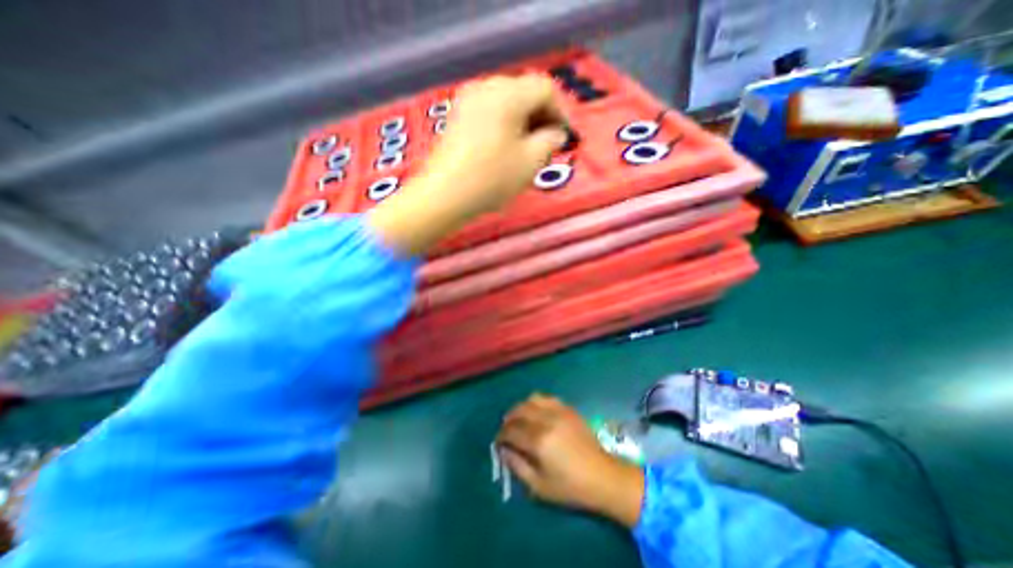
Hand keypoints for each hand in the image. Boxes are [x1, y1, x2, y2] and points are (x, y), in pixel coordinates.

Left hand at [424, 72, 567, 214]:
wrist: (443, 195)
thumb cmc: (491, 178)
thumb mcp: (530, 162)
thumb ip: (550, 142)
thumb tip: (556, 134)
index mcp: (507, 93)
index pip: (545, 88)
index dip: (561, 112)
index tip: (565, 138)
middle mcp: (486, 87)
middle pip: (524, 92)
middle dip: (542, 117)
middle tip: (549, 145)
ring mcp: (467, 101)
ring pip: (507, 103)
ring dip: (524, 123)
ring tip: (529, 150)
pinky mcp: (457, 117)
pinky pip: (490, 113)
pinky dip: (505, 126)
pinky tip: (506, 148)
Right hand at [494, 394, 643, 525]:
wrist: (603, 476)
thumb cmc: (570, 487)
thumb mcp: (539, 486)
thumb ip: (517, 466)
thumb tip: (504, 450)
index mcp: (539, 441)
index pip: (511, 431)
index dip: (501, 435)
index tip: (498, 442)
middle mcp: (547, 420)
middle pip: (519, 410)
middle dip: (509, 419)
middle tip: (507, 430)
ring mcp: (559, 411)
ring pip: (532, 399)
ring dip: (522, 407)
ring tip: (520, 419)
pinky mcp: (568, 409)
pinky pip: (547, 398)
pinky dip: (537, 403)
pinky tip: (537, 414)